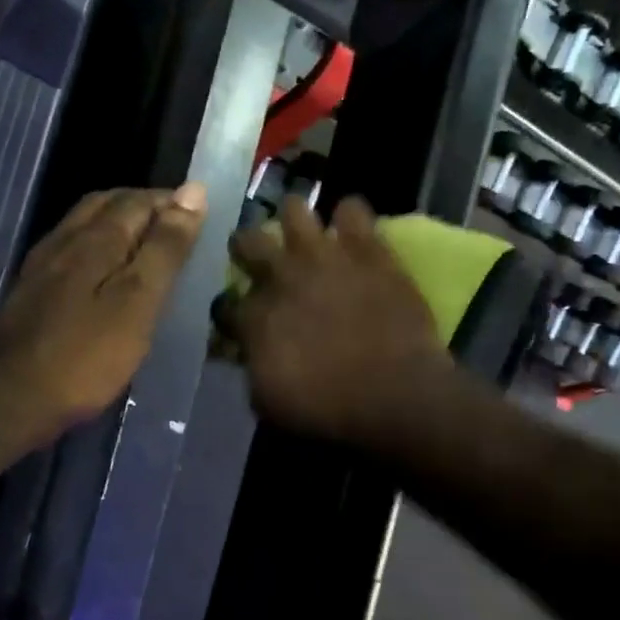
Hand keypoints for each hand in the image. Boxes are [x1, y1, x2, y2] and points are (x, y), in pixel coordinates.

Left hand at [0, 184, 206, 432]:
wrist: (9, 398)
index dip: (172, 201)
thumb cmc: (85, 355)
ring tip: (146, 244)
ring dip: (117, 223)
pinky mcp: (30, 291)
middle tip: (176, 226)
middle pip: (107, 204)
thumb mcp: (138, 302)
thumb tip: (193, 192)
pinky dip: (96, 246)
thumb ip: (165, 249)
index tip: (202, 214)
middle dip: (143, 206)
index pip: (139, 200)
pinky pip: (70, 249)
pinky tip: (103, 272)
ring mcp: (42, 265)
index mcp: (96, 238)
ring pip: (84, 225)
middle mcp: (66, 240)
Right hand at [221, 197, 449, 444]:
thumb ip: (253, 367)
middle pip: (247, 242)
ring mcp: (325, 257)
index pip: (225, 302)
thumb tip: (248, 352)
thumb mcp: (268, 402)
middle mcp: (282, 277)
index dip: (228, 310)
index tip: (236, 318)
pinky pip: (354, 211)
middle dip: (246, 247)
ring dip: (294, 218)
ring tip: (301, 228)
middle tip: (255, 254)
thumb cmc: (327, 409)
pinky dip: (350, 216)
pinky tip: (352, 225)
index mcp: (254, 317)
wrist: (394, 395)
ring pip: (294, 210)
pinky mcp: (367, 250)